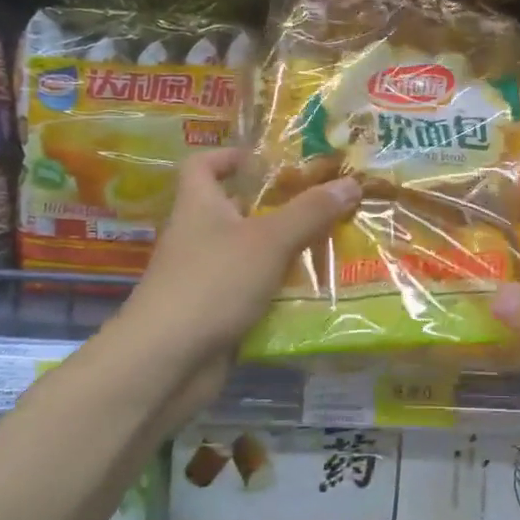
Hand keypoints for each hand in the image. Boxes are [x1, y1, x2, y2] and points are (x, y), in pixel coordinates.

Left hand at [119, 149, 358, 368]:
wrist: (167, 363)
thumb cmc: (213, 283)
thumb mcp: (269, 240)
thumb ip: (310, 212)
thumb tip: (351, 182)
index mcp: (199, 206)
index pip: (203, 165)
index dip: (230, 156)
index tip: (269, 161)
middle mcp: (199, 237)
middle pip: (238, 210)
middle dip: (280, 207)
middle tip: (325, 205)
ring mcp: (206, 278)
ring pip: (252, 254)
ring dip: (287, 252)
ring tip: (334, 245)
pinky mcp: (217, 313)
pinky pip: (255, 292)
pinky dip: (281, 291)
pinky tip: (317, 292)